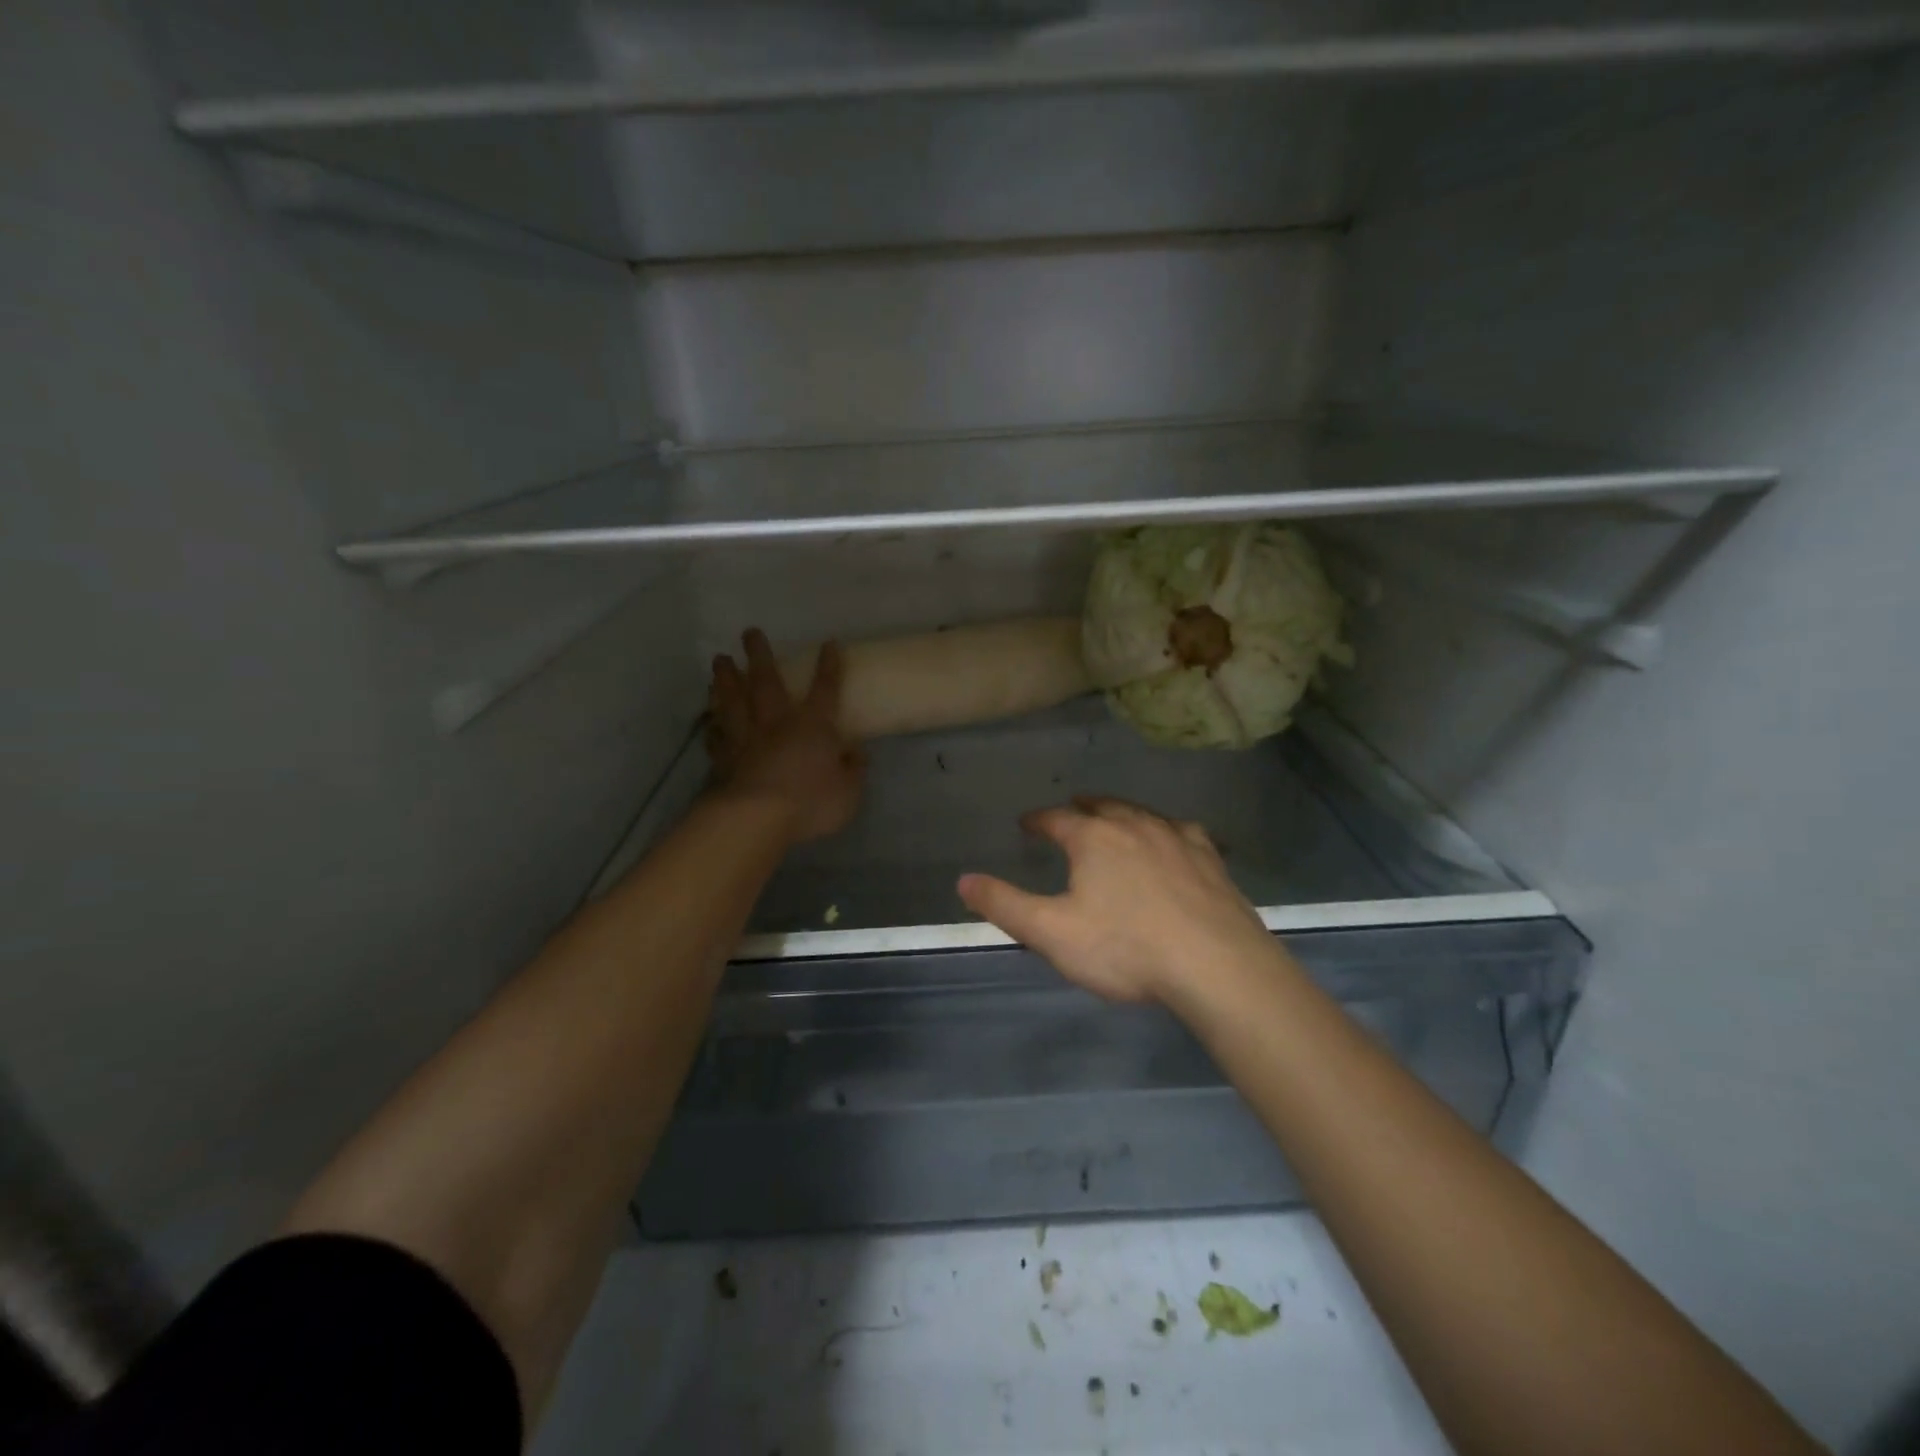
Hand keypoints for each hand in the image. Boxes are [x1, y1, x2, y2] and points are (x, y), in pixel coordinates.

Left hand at [705, 629, 863, 844]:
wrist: (758, 818)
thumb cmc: (811, 802)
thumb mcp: (849, 791)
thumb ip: (853, 769)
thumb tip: (855, 752)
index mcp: (812, 725)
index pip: (825, 689)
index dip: (829, 667)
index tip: (828, 643)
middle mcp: (776, 723)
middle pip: (766, 681)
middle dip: (759, 655)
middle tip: (748, 633)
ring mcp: (746, 739)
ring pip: (734, 701)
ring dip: (726, 679)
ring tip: (719, 660)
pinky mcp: (724, 759)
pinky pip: (717, 738)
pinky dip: (713, 727)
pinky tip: (709, 720)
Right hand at [957, 797, 1276, 1004]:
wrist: (1217, 966)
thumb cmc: (1126, 948)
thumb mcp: (1052, 933)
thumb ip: (1004, 905)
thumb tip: (963, 880)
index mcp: (1094, 839)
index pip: (1056, 819)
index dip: (1038, 820)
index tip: (1027, 823)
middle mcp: (1135, 826)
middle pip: (1102, 806)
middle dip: (1081, 807)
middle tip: (1071, 808)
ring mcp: (1177, 839)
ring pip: (1142, 814)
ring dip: (1122, 812)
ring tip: (1114, 816)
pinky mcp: (1210, 859)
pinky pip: (1182, 831)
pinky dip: (1166, 830)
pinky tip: (1173, 838)